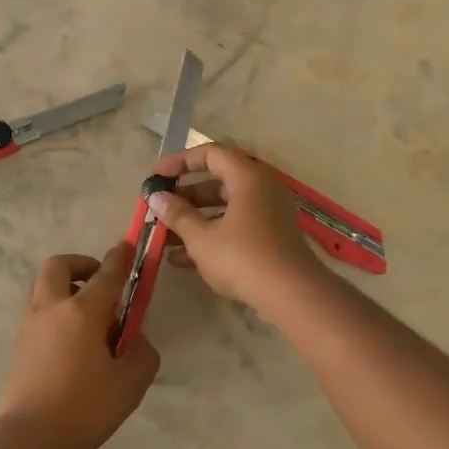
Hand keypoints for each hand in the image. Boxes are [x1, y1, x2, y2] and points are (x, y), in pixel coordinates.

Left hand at [0, 244, 160, 448]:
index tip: (127, 245)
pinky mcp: (19, 344)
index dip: (120, 258)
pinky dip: (56, 311)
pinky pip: (39, 311)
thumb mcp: (131, 382)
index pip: (106, 274)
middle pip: (59, 266)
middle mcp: (51, 308)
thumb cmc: (86, 408)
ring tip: (88, 317)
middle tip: (100, 282)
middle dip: (81, 264)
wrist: (31, 439)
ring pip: (44, 287)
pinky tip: (72, 341)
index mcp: (82, 312)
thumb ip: (141, 352)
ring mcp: (30, 325)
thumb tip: (133, 339)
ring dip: (66, 288)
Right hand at [147, 144, 323, 313]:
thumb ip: (177, 215)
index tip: (157, 177)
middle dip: (185, 196)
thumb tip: (156, 197)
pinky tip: (183, 260)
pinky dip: (212, 235)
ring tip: (165, 237)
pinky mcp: (271, 237)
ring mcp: (269, 213)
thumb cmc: (243, 257)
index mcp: (248, 177)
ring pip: (225, 207)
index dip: (180, 162)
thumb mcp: (202, 237)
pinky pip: (236, 226)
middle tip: (160, 208)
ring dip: (195, 220)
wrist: (292, 295)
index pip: (211, 154)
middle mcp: (261, 188)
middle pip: (218, 181)